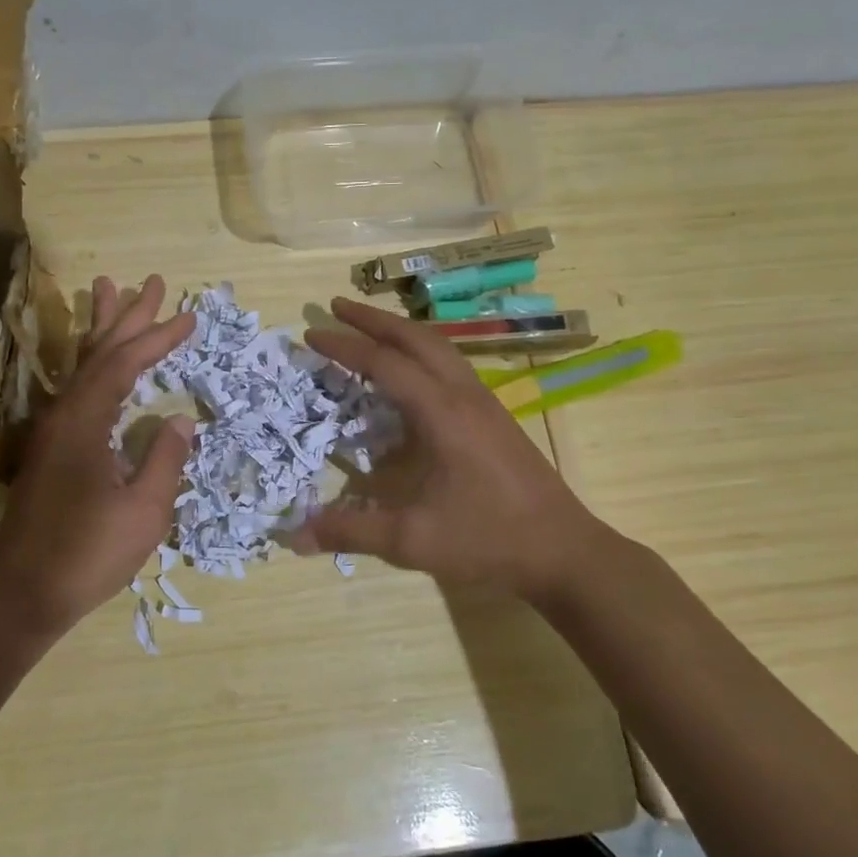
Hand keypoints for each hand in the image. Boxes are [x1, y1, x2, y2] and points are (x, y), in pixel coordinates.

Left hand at [0, 274, 195, 628]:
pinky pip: (78, 391)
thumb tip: (181, 419)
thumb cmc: (88, 552)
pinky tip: (102, 370)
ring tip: (111, 295)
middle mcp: (63, 414)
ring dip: (103, 333)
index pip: (125, 362)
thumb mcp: (144, 510)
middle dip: (127, 317)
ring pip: (82, 368)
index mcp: (85, 420)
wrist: (24, 592)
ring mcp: (52, 432)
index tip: (190, 316)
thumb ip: (165, 459)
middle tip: (149, 282)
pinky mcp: (50, 451)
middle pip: (98, 352)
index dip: (158, 337)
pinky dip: (96, 368)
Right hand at [289, 297, 621, 610]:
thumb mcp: (412, 540)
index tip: (311, 334)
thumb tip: (294, 535)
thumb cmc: (487, 539)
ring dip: (400, 330)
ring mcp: (484, 402)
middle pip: (415, 338)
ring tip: (368, 327)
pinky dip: (421, 351)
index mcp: (442, 414)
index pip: (384, 364)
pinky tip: (410, 373)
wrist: (563, 551)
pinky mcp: (494, 415)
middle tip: (335, 306)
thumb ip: (351, 531)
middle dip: (372, 319)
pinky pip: (451, 364)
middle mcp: (463, 395)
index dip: (344, 346)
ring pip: (439, 346)